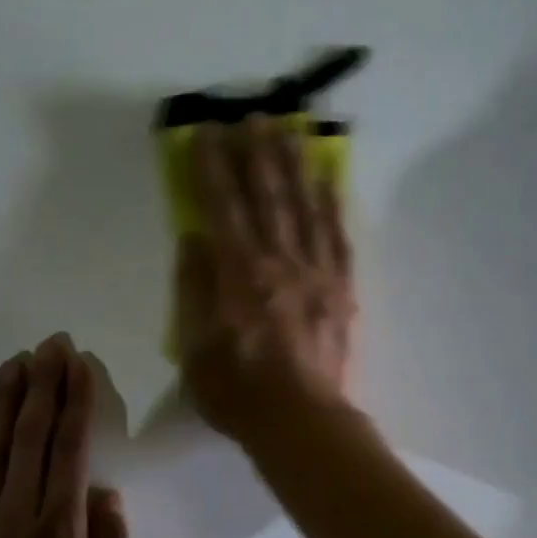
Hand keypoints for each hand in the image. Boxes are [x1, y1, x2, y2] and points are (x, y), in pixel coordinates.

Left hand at [0, 334, 128, 537]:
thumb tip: (108, 493)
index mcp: (62, 528)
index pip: (72, 449)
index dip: (77, 401)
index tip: (79, 364)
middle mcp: (19, 512)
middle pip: (33, 435)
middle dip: (45, 384)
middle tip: (51, 344)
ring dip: (5, 398)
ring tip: (15, 360)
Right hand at [176, 116, 357, 443]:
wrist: (303, 423)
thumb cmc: (239, 392)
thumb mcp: (194, 347)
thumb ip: (193, 289)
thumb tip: (194, 238)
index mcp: (239, 274)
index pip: (223, 207)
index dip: (213, 167)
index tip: (208, 132)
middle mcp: (280, 262)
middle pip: (268, 196)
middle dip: (258, 152)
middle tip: (255, 114)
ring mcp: (318, 274)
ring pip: (306, 207)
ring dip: (296, 165)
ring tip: (292, 129)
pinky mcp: (343, 291)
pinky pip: (339, 238)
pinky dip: (334, 205)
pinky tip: (331, 180)